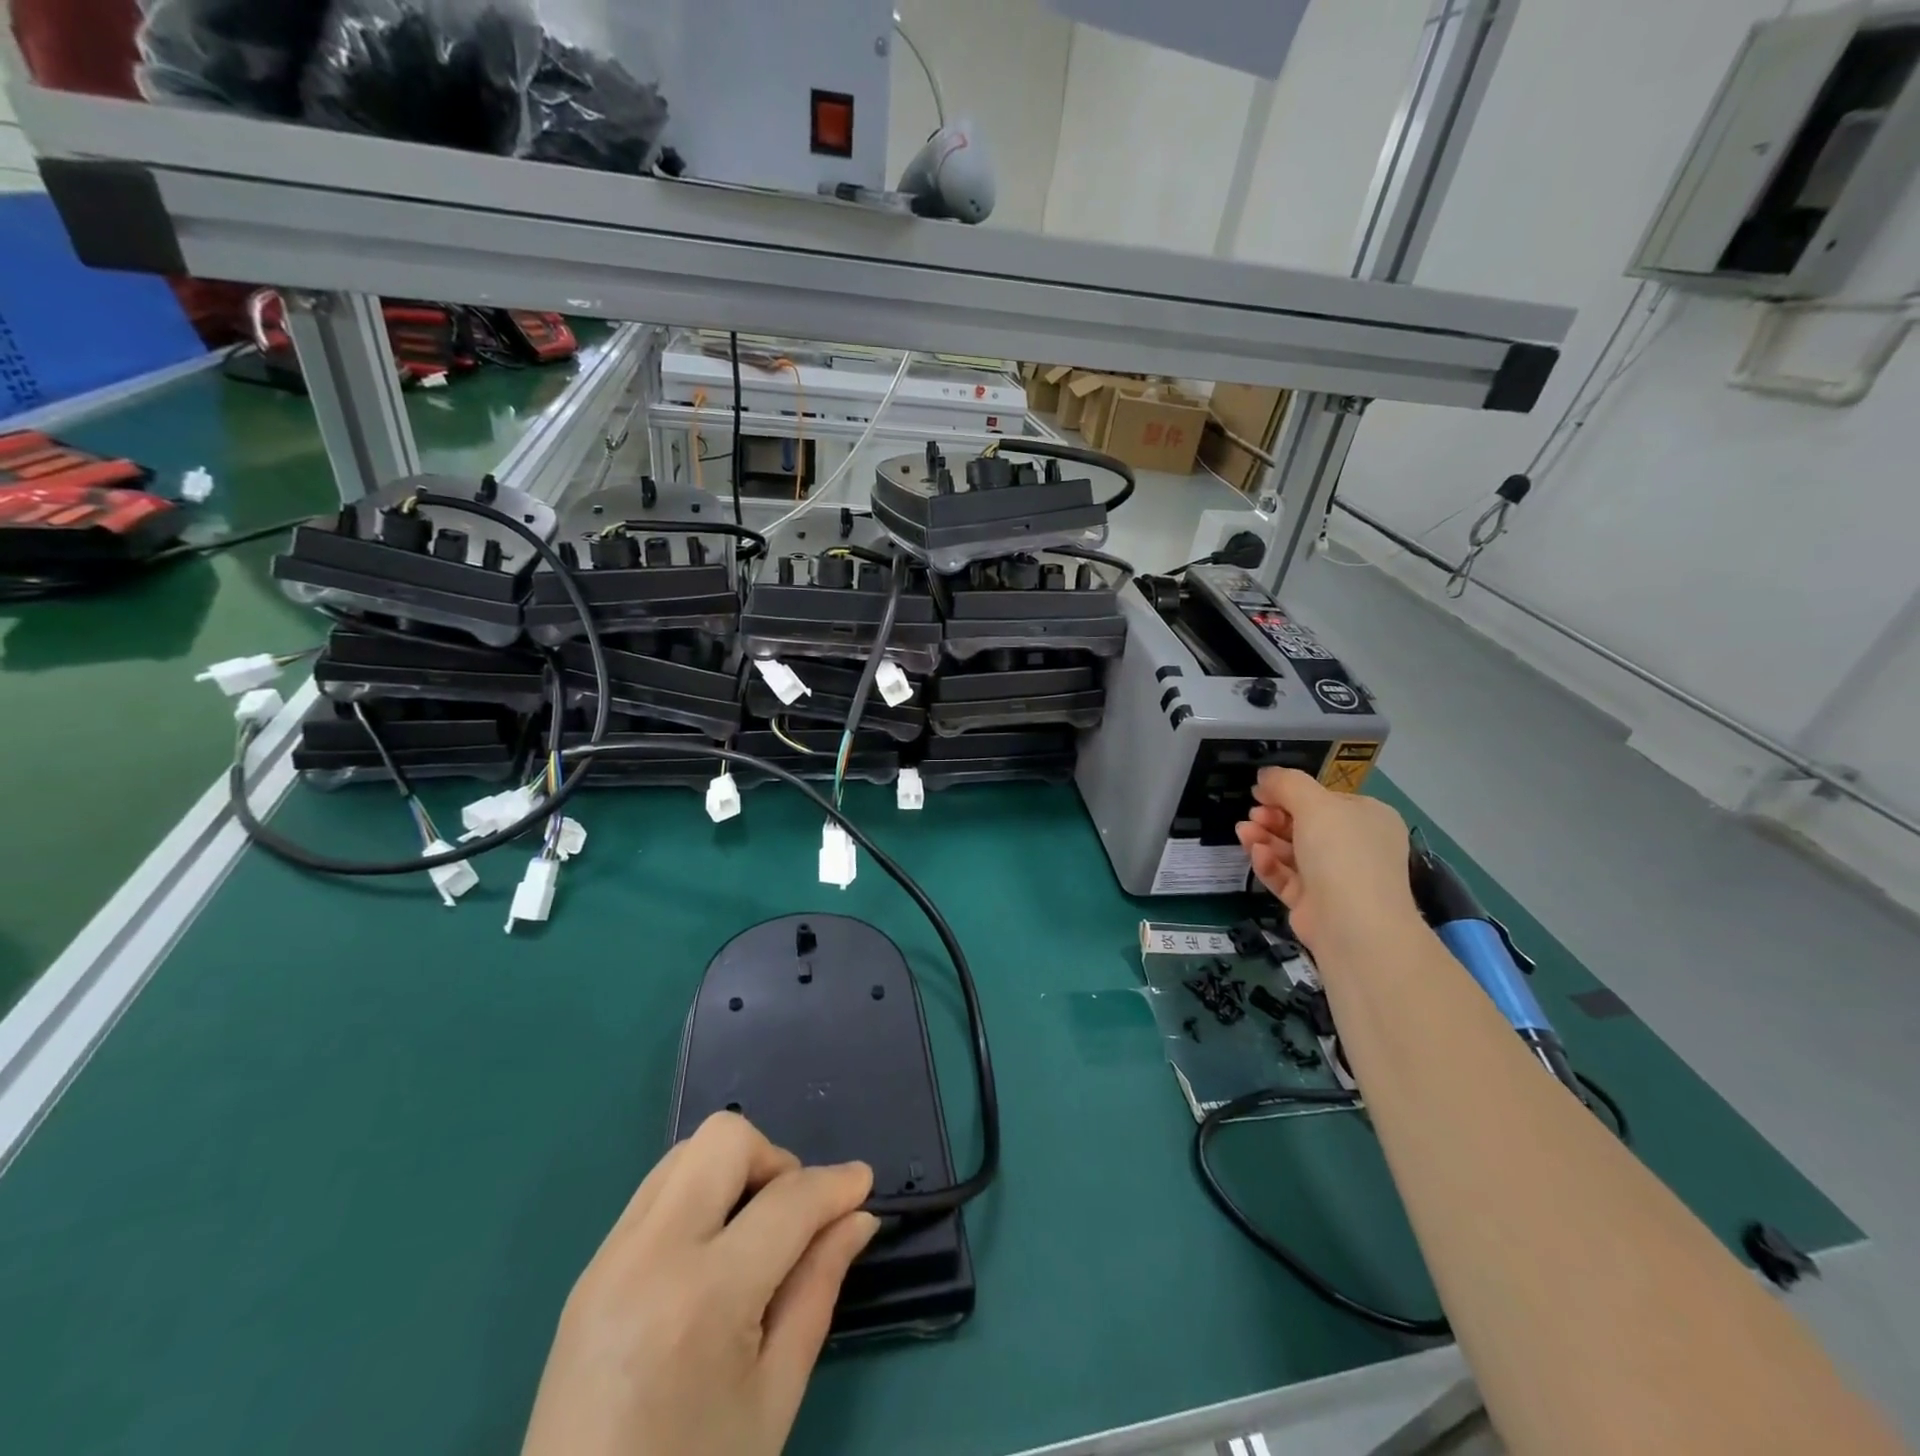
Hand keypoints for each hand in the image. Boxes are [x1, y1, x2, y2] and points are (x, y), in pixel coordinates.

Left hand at [521, 1112, 878, 1455]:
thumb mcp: (775, 1397)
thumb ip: (818, 1288)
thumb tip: (857, 1217)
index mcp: (702, 1298)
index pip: (787, 1201)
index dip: (836, 1184)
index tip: (863, 1184)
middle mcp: (649, 1255)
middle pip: (725, 1139)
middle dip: (775, 1161)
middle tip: (793, 1219)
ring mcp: (609, 1257)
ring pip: (687, 1153)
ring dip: (733, 1172)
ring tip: (751, 1236)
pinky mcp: (589, 1269)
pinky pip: (657, 1191)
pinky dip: (698, 1197)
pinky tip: (709, 1258)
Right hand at [1235, 767, 1420, 958]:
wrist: (1354, 926)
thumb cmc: (1342, 854)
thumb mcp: (1316, 805)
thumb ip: (1287, 783)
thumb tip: (1265, 775)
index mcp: (1368, 818)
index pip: (1325, 799)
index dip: (1291, 793)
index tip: (1261, 791)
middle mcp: (1355, 847)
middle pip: (1305, 825)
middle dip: (1273, 817)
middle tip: (1253, 814)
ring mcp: (1335, 877)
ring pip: (1291, 851)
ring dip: (1265, 838)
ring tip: (1243, 832)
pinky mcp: (1314, 903)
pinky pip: (1287, 877)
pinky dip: (1270, 865)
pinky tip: (1256, 855)